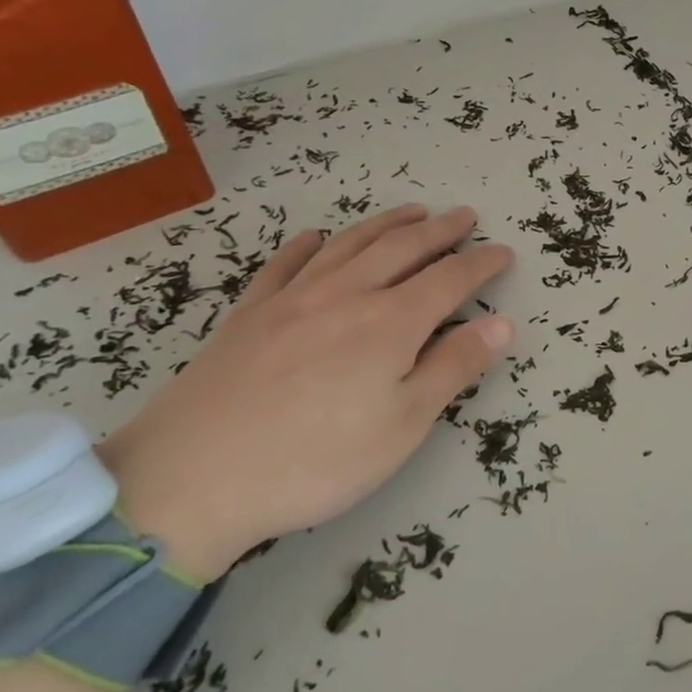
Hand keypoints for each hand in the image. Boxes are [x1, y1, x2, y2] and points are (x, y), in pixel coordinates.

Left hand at [96, 204, 514, 578]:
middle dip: (440, 230)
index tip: (504, 252)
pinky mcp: (248, 314)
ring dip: (387, 223)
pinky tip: (316, 237)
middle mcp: (346, 295)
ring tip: (412, 211)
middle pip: (403, 248)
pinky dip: (308, 245)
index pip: (450, 279)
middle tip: (464, 216)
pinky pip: (285, 264)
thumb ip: (454, 367)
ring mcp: (293, 299)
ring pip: (350, 244)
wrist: (187, 480)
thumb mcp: (402, 425)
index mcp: (391, 322)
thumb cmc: (315, 460)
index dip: (481, 263)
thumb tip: (502, 324)